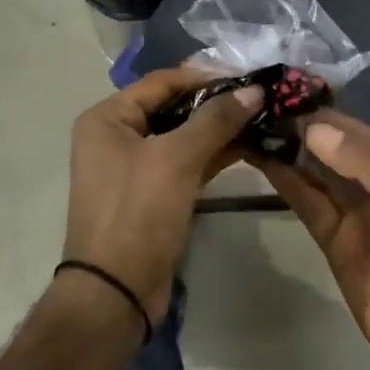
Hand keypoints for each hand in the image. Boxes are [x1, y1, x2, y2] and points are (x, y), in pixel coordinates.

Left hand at [64, 67, 262, 322]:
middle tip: (260, 97)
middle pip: (173, 106)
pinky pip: (186, 162)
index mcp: (108, 119)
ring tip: (262, 117)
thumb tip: (255, 89)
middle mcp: (117, 136)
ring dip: (219, 128)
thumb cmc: (137, 213)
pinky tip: (248, 145)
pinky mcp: (154, 193)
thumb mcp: (176, 159)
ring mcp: (135, 167)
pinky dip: (213, 154)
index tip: (248, 77)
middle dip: (216, 102)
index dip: (205, 77)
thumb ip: (216, 120)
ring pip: (183, 136)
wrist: (116, 292)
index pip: (162, 82)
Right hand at [256, 112, 369, 369]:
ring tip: (242, 124)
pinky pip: (306, 204)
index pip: (350, 127)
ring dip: (283, 149)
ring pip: (312, 172)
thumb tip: (314, 128)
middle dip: (293, 125)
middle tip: (245, 104)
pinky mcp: (334, 244)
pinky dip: (284, 182)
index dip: (314, 109)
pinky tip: (259, 161)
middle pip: (328, 146)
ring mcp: (353, 213)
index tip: (271, 90)